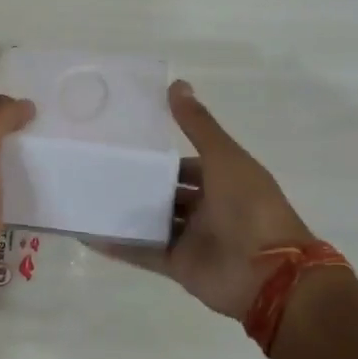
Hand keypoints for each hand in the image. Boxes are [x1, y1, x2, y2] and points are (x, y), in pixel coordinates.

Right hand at [101, 81, 316, 320]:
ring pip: (155, 222)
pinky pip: (144, 252)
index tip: (127, 147)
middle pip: (169, 194)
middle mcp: (209, 209)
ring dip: (127, 213)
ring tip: (88, 198)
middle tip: (99, 170)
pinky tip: (88, 233)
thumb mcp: (224, 157)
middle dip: (141, 185)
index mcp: (225, 181)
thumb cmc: (250, 207)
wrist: (269, 274)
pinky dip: (119, 245)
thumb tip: (176, 83)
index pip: (189, 166)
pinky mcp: (179, 266)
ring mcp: (193, 239)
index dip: (162, 158)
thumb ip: (198, 125)